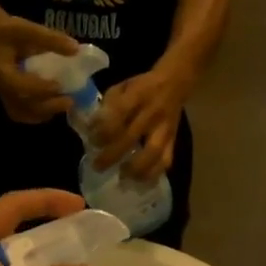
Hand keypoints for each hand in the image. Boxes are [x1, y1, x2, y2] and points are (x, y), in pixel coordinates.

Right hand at [0, 18, 80, 124]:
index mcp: (1, 71)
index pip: (18, 86)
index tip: (59, 86)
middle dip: (47, 106)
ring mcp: (3, 95)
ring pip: (21, 113)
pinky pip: (20, 113)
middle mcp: (1, 88)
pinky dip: (36, 114)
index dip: (39, 89)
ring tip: (62, 105)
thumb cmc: (5, 31)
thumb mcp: (26, 29)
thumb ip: (50, 39)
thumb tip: (76, 49)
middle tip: (69, 101)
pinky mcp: (8, 97)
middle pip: (22, 105)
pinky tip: (51, 109)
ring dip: (42, 113)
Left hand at [92, 66, 190, 180]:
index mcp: (137, 95)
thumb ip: (107, 106)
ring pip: (153, 152)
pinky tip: (140, 181)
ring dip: (136, 168)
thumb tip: (91, 128)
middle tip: (97, 166)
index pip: (119, 114)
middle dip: (112, 155)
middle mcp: (152, 113)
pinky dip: (153, 174)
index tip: (92, 141)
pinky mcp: (173, 140)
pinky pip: (165, 160)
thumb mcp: (122, 86)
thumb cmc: (141, 87)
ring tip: (122, 177)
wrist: (174, 84)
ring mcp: (164, 128)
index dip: (103, 130)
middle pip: (131, 137)